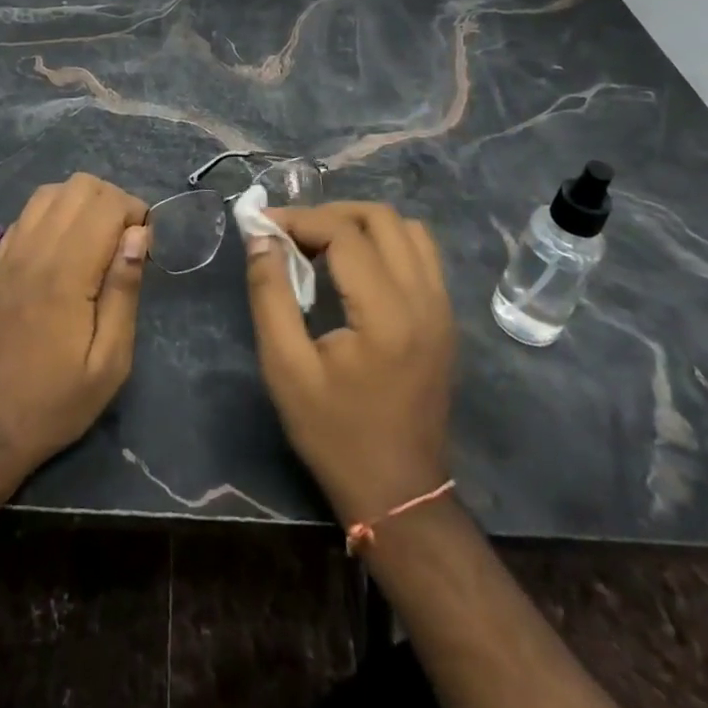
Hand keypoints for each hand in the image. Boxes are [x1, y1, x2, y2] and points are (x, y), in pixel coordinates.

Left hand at [0, 174, 149, 484]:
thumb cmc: (53, 404)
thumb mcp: (108, 363)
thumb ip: (124, 291)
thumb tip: (138, 235)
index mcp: (66, 272)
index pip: (107, 204)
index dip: (136, 213)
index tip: (145, 247)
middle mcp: (35, 250)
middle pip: (79, 186)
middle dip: (113, 201)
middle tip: (125, 242)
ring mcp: (9, 253)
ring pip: (50, 192)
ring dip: (82, 202)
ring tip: (97, 240)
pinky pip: (27, 213)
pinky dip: (53, 213)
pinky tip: (64, 248)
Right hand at [246, 202, 454, 526]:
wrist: (399, 493)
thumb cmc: (335, 434)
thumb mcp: (286, 368)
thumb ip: (270, 295)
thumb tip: (262, 238)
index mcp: (386, 314)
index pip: (344, 234)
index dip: (299, 219)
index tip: (263, 226)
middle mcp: (424, 299)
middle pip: (381, 217)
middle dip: (330, 214)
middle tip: (292, 234)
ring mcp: (442, 307)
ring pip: (407, 229)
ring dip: (361, 224)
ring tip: (321, 244)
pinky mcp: (445, 317)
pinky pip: (421, 253)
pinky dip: (386, 242)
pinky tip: (355, 266)